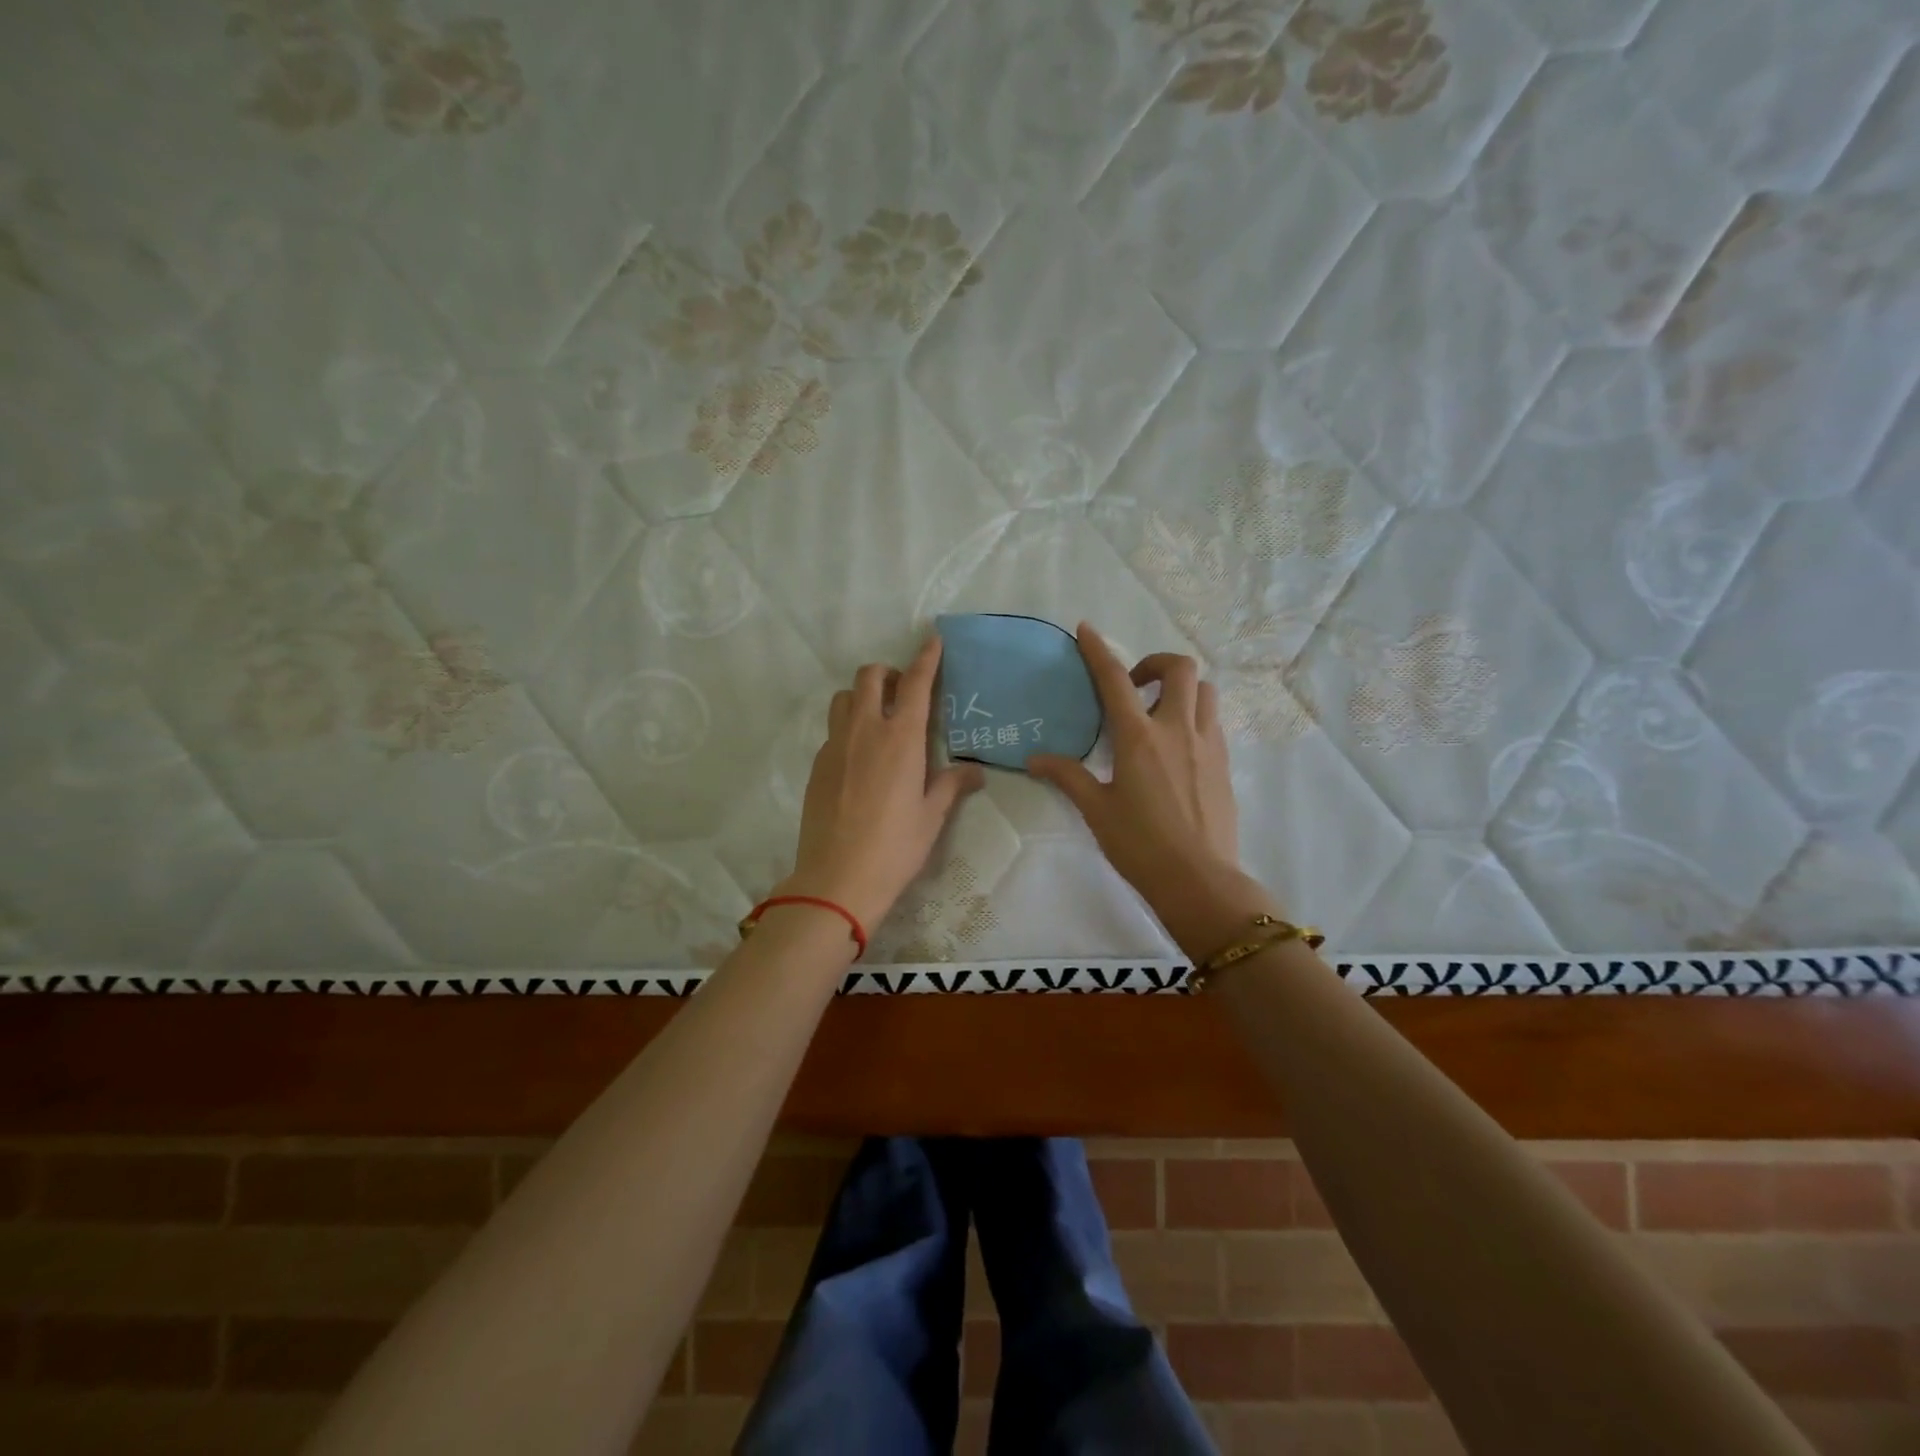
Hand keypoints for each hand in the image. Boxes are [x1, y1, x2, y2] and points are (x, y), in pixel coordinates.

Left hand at [775, 635, 984, 935]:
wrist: (837, 878)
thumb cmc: (895, 847)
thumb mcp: (931, 816)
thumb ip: (951, 785)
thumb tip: (975, 771)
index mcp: (900, 738)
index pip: (915, 684)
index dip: (926, 658)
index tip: (932, 640)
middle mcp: (865, 731)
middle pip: (869, 677)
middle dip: (887, 673)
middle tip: (902, 691)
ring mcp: (835, 746)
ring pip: (843, 698)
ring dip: (861, 695)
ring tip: (877, 718)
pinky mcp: (817, 764)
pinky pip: (832, 730)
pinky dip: (847, 727)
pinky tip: (859, 758)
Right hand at [1028, 624, 1267, 951]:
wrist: (1199, 880)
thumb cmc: (1140, 845)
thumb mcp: (1097, 810)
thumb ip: (1067, 777)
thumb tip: (1035, 759)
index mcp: (1139, 738)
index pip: (1115, 681)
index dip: (1098, 651)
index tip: (1086, 630)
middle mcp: (1177, 730)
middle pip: (1179, 668)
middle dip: (1155, 663)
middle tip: (1135, 687)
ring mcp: (1207, 744)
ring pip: (1205, 690)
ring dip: (1182, 688)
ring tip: (1159, 712)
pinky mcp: (1224, 763)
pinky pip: (1213, 721)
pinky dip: (1195, 715)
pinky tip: (1177, 746)